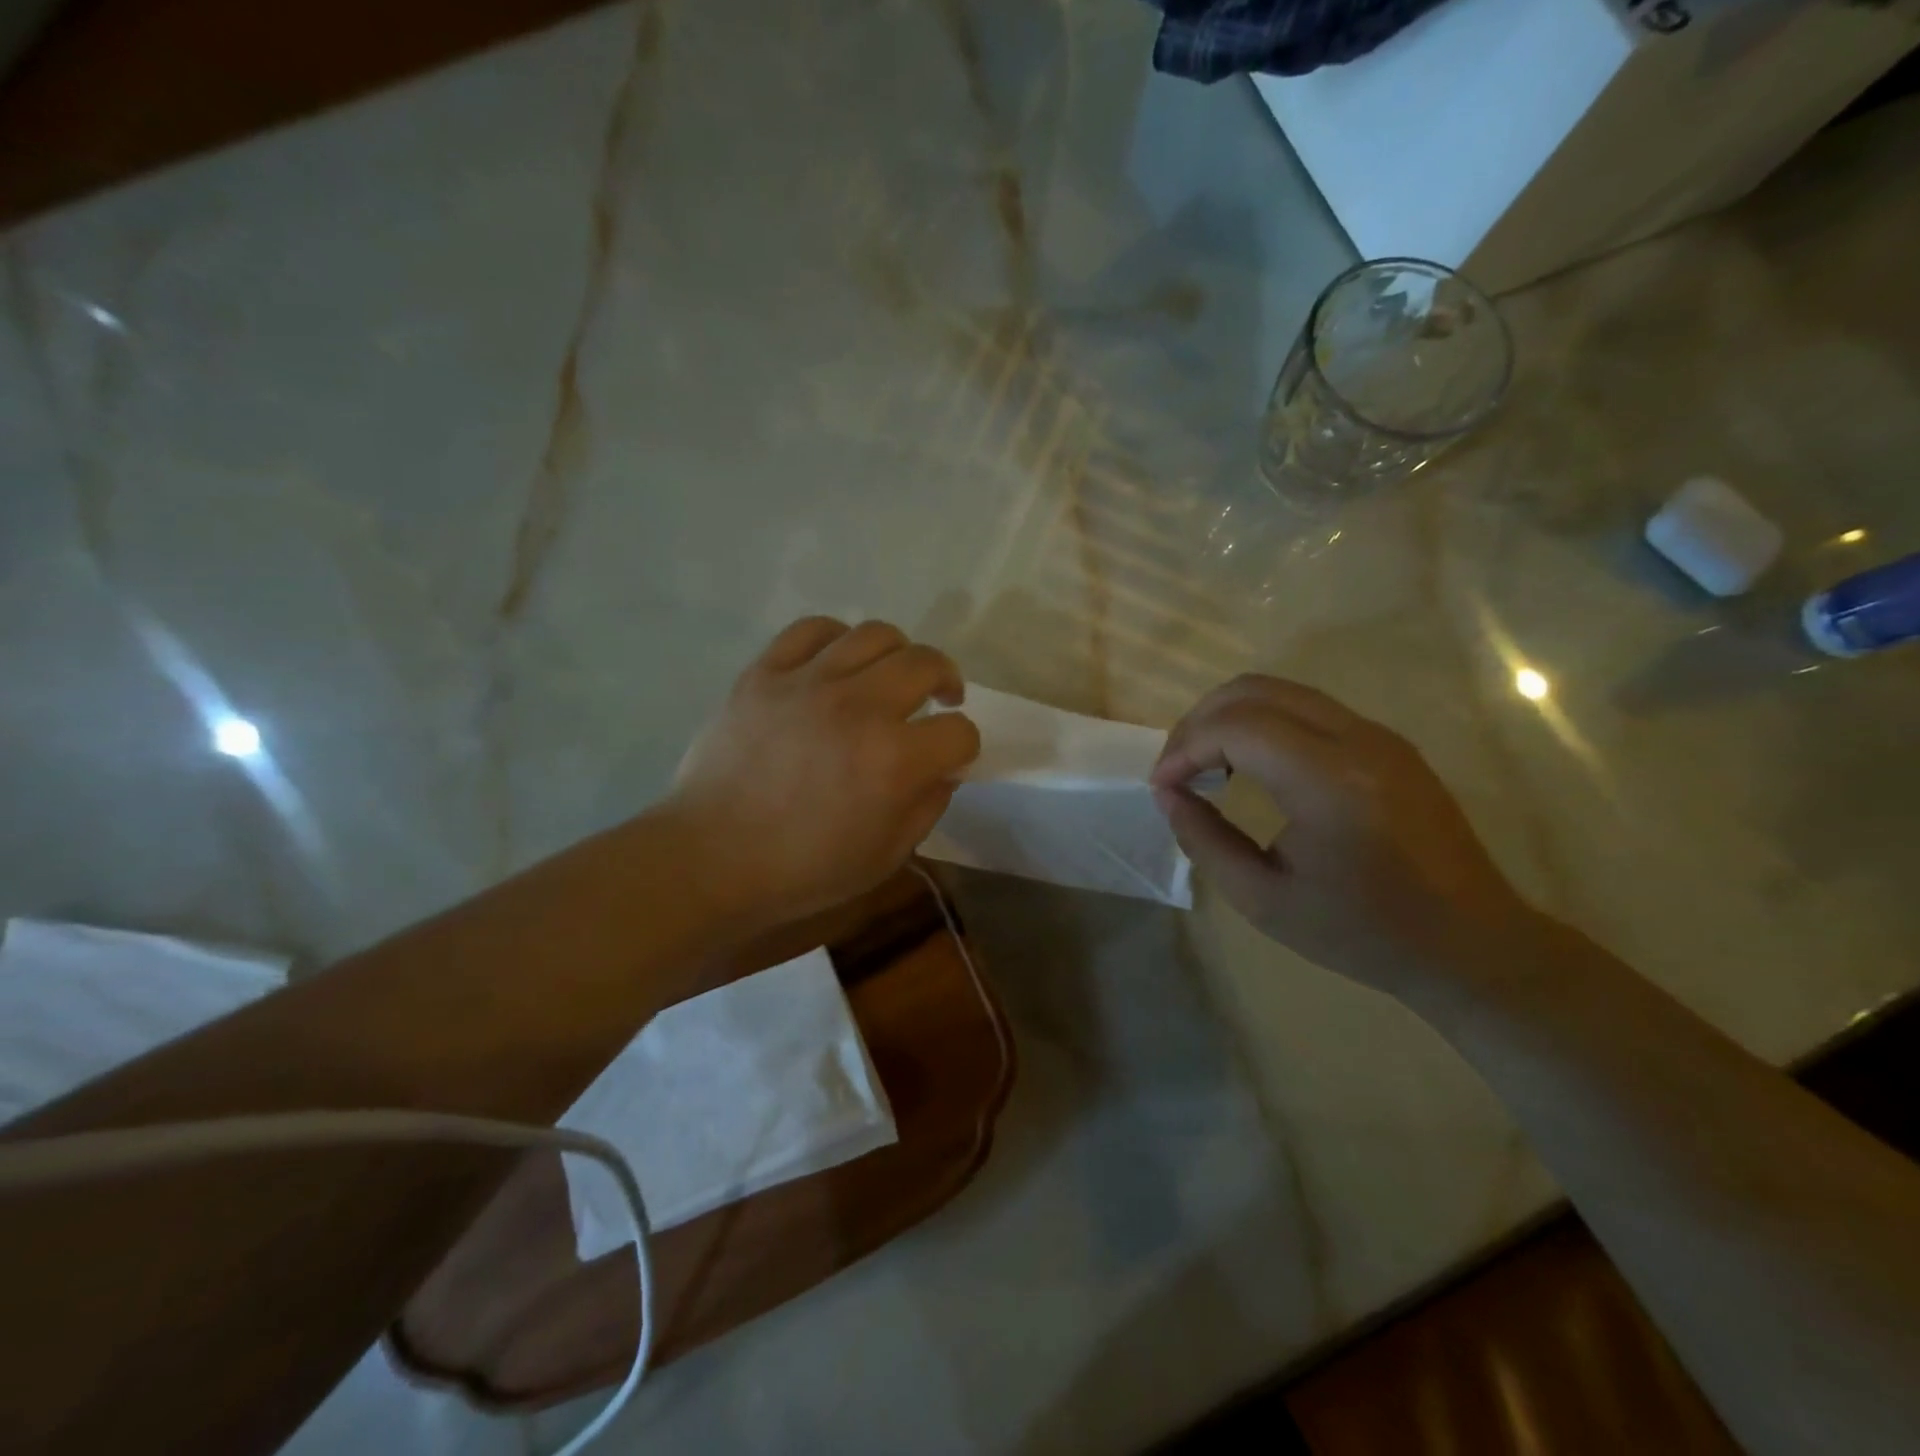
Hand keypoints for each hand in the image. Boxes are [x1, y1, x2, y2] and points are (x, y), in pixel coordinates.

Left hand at [660, 617, 979, 931]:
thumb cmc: (803, 870)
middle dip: (946, 680)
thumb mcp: (886, 857)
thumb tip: (943, 768)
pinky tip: (839, 661)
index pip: (959, 732)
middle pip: (926, 663)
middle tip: (940, 697)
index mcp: (894, 760)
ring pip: (875, 634)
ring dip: (899, 653)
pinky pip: (813, 629)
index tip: (949, 758)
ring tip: (891, 674)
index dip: (963, 747)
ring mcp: (808, 683)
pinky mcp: (765, 673)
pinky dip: (837, 638)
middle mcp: (859, 708)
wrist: (711, 858)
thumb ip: (927, 806)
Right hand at [1151, 675, 1538, 998]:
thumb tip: (1168, 793)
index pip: (1236, 727)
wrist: (1473, 944)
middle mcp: (1357, 740)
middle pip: (1253, 691)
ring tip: (1205, 765)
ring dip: (1229, 717)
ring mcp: (1379, 735)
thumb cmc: (1362, 933)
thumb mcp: (1263, 900)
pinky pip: (1308, 708)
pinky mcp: (1388, 742)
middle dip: (1199, 722)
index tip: (1162, 786)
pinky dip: (1262, 722)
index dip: (1184, 748)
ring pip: (1280, 690)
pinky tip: (1251, 765)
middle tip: (1176, 768)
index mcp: (1329, 783)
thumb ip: (1204, 840)